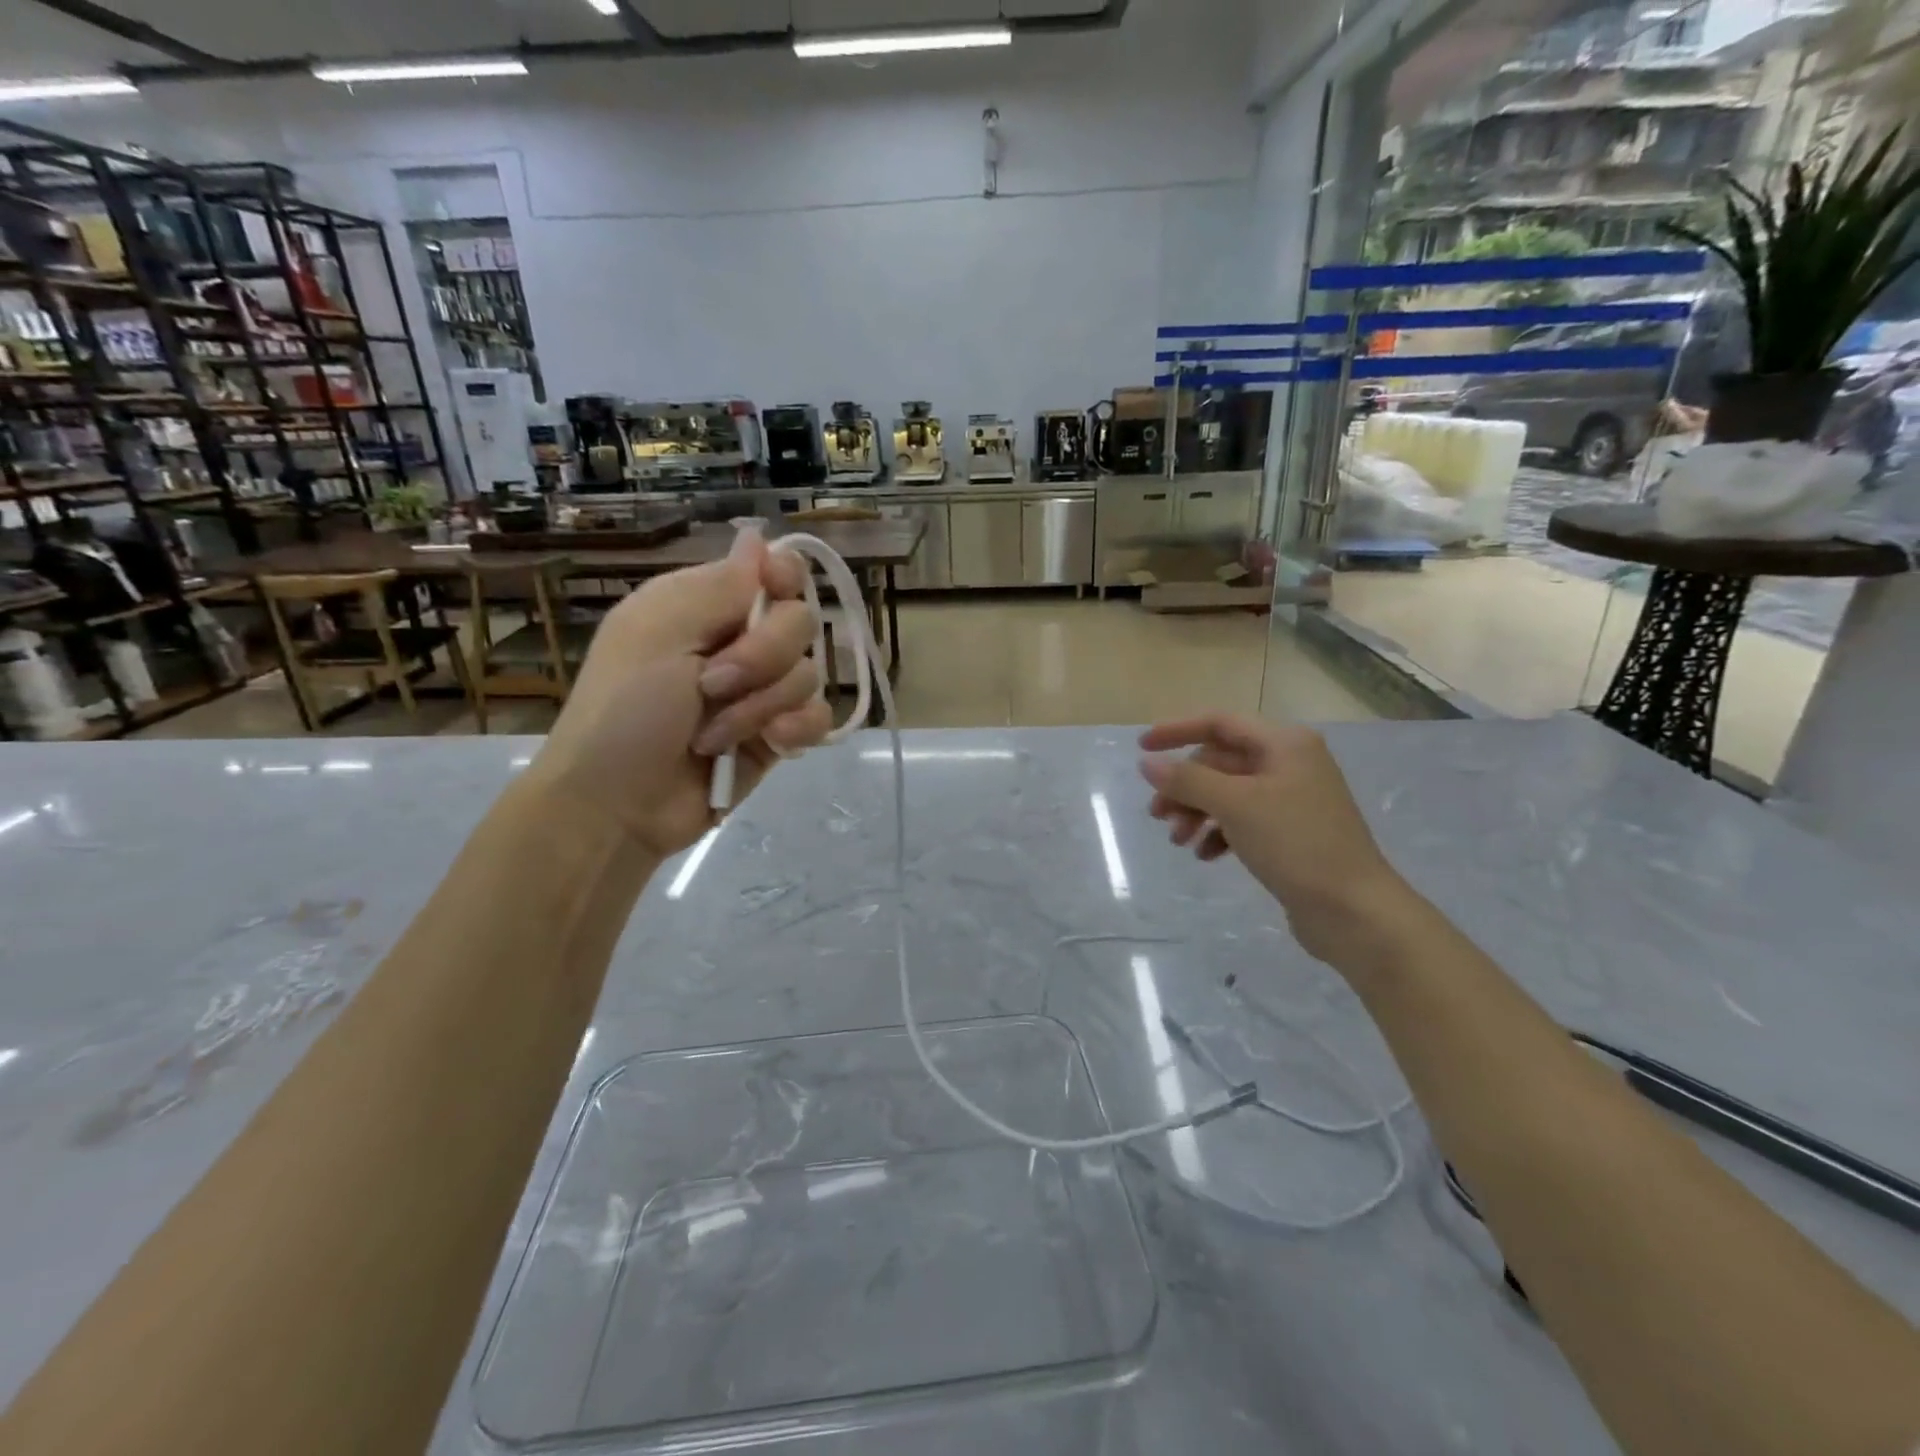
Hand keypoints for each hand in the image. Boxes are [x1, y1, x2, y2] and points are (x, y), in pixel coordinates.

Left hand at [527, 528, 833, 860]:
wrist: (619, 805)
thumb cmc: (625, 711)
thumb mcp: (658, 633)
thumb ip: (718, 586)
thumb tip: (757, 536)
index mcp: (705, 606)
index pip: (773, 570)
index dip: (783, 577)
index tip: (772, 592)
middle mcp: (740, 642)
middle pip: (800, 622)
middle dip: (762, 656)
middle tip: (712, 685)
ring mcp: (761, 692)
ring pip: (809, 674)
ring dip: (762, 705)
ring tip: (716, 734)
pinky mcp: (778, 736)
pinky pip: (818, 717)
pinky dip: (797, 730)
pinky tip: (771, 745)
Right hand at [1139, 715, 1413, 966]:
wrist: (1354, 911)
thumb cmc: (1296, 844)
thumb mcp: (1235, 805)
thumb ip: (1188, 780)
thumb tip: (1148, 763)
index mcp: (1284, 744)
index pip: (1219, 723)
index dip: (1177, 730)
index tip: (1141, 748)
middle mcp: (1290, 763)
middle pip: (1220, 762)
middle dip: (1185, 787)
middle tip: (1158, 815)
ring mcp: (1292, 799)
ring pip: (1228, 793)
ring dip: (1197, 812)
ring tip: (1178, 841)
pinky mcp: (1291, 833)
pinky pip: (1243, 820)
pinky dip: (1219, 833)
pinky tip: (1205, 856)